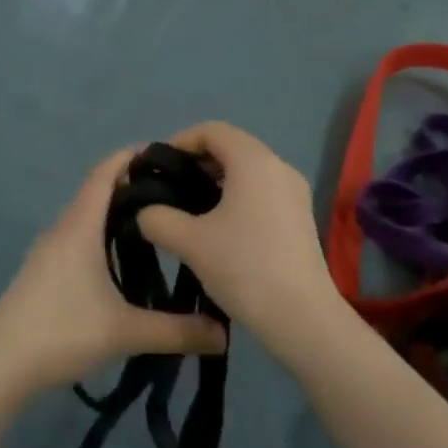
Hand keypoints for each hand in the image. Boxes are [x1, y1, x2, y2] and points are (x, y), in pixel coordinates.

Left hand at [0, 148, 227, 401]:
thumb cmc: (60, 332)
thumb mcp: (125, 332)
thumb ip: (177, 331)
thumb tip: (225, 335)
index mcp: (80, 227)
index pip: (104, 173)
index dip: (132, 156)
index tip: (168, 154)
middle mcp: (63, 229)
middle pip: (98, 191)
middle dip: (135, 185)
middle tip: (177, 193)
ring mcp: (49, 251)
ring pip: (88, 217)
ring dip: (118, 213)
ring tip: (159, 224)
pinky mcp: (44, 272)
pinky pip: (79, 237)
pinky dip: (104, 235)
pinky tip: (125, 261)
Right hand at [134, 123, 341, 355]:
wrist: (301, 316)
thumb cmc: (243, 267)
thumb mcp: (189, 242)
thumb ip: (158, 218)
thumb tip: (147, 212)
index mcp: (254, 161)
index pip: (213, 130)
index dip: (181, 141)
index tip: (159, 168)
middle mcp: (279, 166)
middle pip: (232, 147)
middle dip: (197, 162)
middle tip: (170, 190)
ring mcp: (295, 192)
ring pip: (248, 171)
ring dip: (217, 182)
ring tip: (190, 211)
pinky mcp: (300, 216)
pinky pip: (263, 191)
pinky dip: (238, 197)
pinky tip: (219, 229)